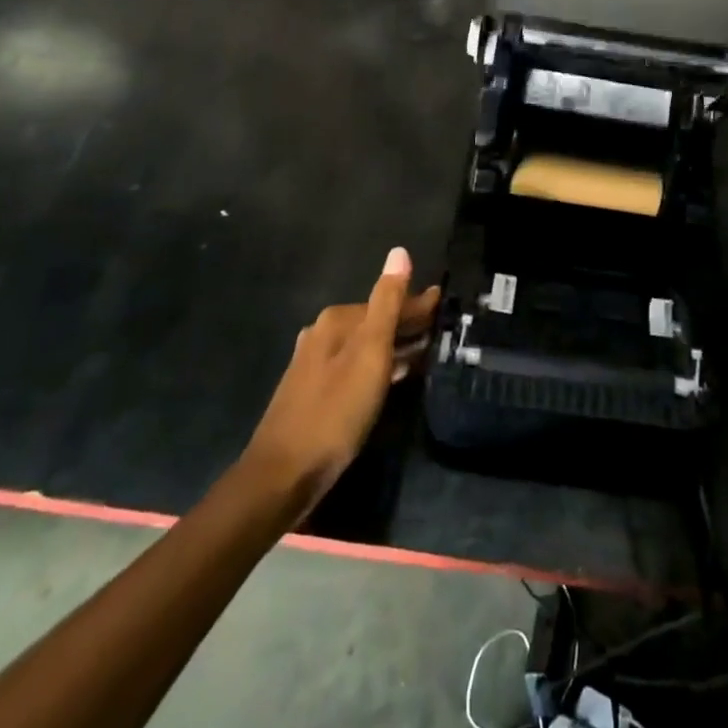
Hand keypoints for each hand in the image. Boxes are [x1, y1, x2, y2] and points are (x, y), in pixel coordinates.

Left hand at [242, 248, 439, 516]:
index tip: (444, 304)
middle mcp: (322, 333)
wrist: (283, 475)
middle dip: (407, 324)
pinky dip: (378, 366)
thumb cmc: (335, 411)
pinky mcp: (313, 392)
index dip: (418, 304)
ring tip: (425, 353)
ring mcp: (314, 364)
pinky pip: (355, 367)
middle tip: (440, 330)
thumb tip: (399, 252)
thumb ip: (388, 303)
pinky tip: (392, 379)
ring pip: (365, 345)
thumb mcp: (370, 353)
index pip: (388, 301)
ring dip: (394, 346)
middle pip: (375, 321)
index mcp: (337, 320)